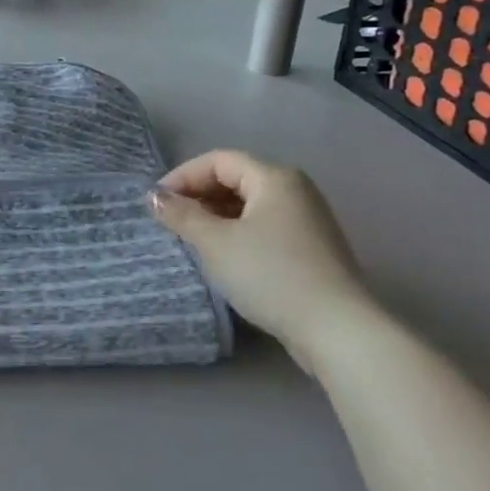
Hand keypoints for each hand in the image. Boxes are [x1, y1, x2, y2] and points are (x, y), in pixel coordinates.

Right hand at [149, 150, 384, 373]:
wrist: (335, 330)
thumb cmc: (270, 274)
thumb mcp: (215, 243)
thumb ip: (181, 215)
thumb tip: (154, 197)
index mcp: (274, 177)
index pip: (218, 160)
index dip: (183, 176)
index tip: (156, 203)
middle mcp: (295, 190)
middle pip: (236, 179)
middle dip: (198, 196)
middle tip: (169, 221)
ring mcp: (307, 220)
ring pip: (249, 205)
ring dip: (215, 216)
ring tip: (190, 239)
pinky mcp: (311, 248)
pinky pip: (264, 227)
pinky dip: (237, 233)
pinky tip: (222, 256)